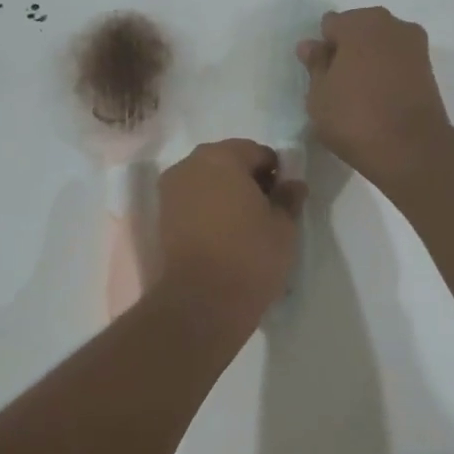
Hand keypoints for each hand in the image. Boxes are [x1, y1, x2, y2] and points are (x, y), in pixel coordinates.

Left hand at [157, 139, 306, 320]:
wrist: (202, 302)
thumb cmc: (250, 255)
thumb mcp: (284, 225)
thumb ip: (288, 197)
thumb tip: (292, 184)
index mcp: (221, 157)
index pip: (257, 152)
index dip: (276, 172)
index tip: (285, 198)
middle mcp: (189, 166)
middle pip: (227, 163)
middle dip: (248, 180)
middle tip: (267, 212)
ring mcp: (170, 192)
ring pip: (207, 183)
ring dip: (227, 196)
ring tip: (246, 227)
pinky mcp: (161, 219)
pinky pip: (193, 203)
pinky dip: (209, 212)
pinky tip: (224, 237)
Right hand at [297, 7, 453, 191]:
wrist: (411, 149)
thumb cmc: (354, 118)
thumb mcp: (319, 95)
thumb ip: (315, 65)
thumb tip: (311, 45)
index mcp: (360, 23)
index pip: (331, 25)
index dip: (323, 49)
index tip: (321, 76)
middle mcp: (392, 24)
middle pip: (359, 30)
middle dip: (348, 50)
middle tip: (338, 85)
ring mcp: (415, 45)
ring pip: (381, 46)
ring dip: (369, 61)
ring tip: (360, 95)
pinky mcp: (429, 69)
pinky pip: (398, 63)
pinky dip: (387, 74)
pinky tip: (380, 99)